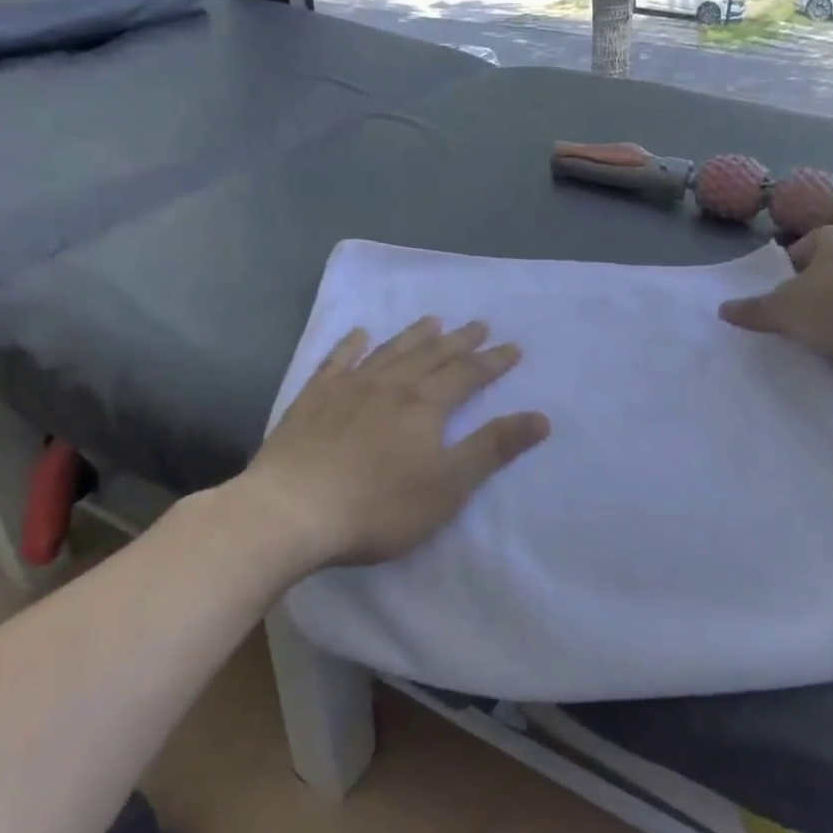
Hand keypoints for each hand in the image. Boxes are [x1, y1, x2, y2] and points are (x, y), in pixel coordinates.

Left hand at [243, 318, 550, 569]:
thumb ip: (493, 448)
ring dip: (414, 336)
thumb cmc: (378, 506)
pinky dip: (351, 345)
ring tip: (432, 320)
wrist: (291, 511)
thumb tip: (541, 418)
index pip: (468, 374)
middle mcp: (390, 384)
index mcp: (425, 404)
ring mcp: (348, 387)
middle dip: (459, 341)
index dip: (493, 362)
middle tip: (478, 324)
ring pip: (389, 351)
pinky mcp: (313, 399)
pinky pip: (337, 361)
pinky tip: (358, 335)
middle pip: (432, 355)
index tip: (512, 348)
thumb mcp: (448, 485)